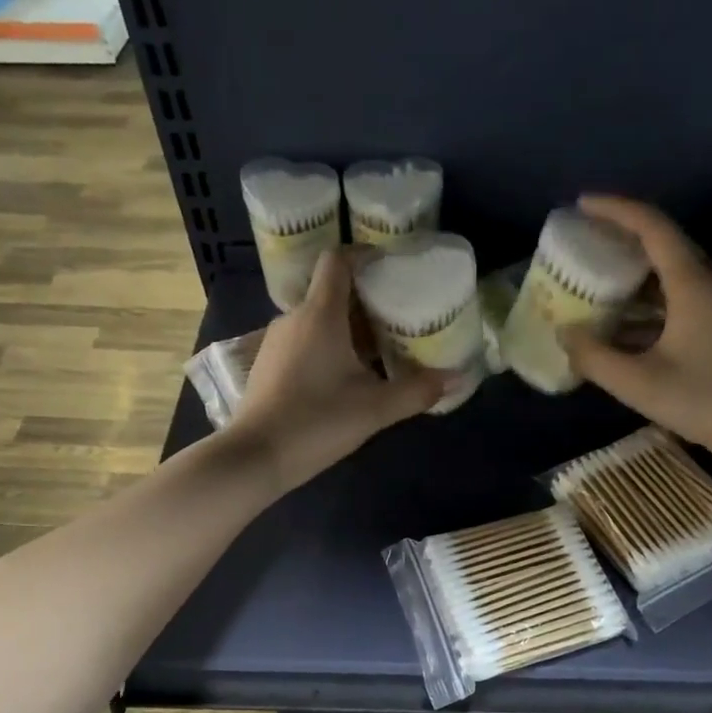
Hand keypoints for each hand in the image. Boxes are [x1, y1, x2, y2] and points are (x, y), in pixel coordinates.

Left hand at [228, 246, 445, 489]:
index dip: (364, 256)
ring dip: (347, 328)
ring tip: (378, 351)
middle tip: (399, 320)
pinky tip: (344, 378)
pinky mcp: (267, 365)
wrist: (255, 457)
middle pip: (332, 293)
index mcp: (320, 314)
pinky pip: (304, 341)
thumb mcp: (375, 409)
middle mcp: (293, 318)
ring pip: (318, 320)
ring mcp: (276, 341)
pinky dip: (327, 347)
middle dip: (366, 302)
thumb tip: (457, 378)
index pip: (338, 261)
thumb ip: (417, 391)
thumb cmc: (316, 422)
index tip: (391, 269)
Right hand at [559, 195, 711, 464]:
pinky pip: (677, 297)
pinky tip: (619, 322)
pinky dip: (646, 301)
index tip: (581, 205)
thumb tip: (565, 333)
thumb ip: (594, 357)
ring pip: (668, 273)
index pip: (652, 226)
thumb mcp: (638, 383)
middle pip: (661, 244)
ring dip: (631, 274)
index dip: (615, 210)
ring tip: (593, 281)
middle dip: (620, 239)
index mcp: (691, 283)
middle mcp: (708, 281)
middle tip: (582, 244)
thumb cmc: (703, 400)